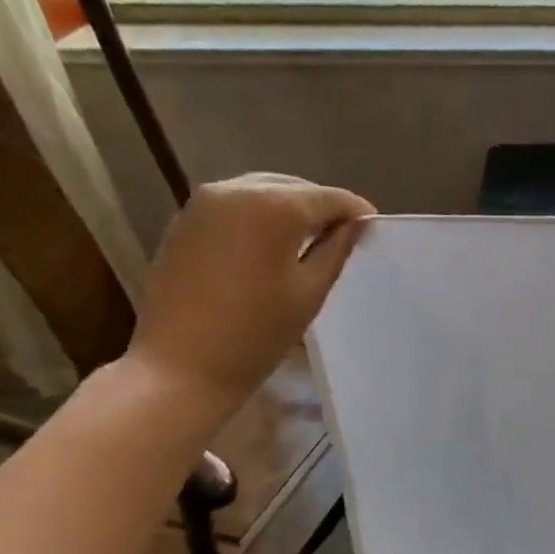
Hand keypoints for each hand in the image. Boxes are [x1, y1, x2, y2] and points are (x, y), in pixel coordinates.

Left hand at [128, 174, 373, 412]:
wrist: (181, 365)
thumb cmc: (256, 333)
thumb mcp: (309, 292)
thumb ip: (335, 250)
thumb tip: (353, 226)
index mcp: (274, 207)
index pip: (329, 197)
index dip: (356, 211)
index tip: (374, 230)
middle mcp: (237, 190)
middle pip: (294, 188)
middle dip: (322, 208)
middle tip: (344, 236)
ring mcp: (204, 203)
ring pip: (262, 192)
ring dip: (290, 209)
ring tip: (310, 240)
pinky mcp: (185, 221)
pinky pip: (236, 205)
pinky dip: (260, 217)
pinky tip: (272, 245)